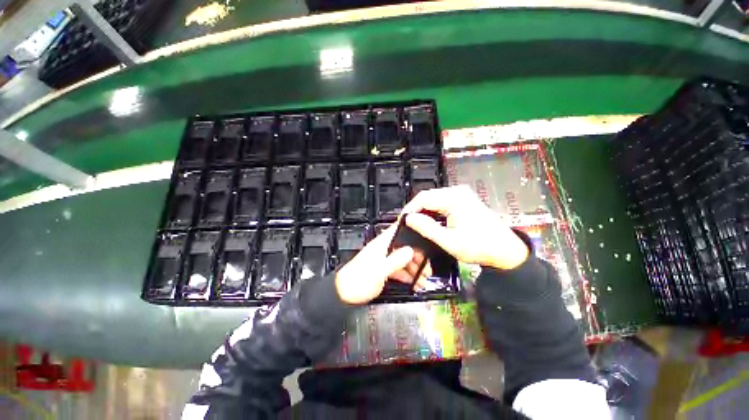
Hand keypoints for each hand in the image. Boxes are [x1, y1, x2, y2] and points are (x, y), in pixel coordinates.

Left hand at [335, 223, 432, 304]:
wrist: (343, 294)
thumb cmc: (357, 281)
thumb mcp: (378, 271)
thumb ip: (394, 261)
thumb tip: (410, 251)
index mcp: (381, 244)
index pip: (397, 230)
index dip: (411, 229)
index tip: (426, 235)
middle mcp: (384, 249)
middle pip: (404, 247)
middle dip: (417, 256)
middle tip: (427, 269)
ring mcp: (384, 259)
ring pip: (403, 259)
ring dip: (414, 268)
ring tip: (424, 279)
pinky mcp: (384, 270)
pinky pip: (399, 269)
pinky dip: (408, 275)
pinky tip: (414, 283)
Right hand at [402, 185, 528, 269]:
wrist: (506, 251)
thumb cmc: (479, 247)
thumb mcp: (449, 241)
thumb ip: (427, 228)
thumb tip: (409, 218)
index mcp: (454, 198)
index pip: (423, 198)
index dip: (410, 209)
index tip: (402, 222)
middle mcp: (457, 192)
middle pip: (427, 197)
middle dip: (416, 211)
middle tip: (408, 225)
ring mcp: (461, 195)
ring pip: (433, 200)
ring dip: (424, 212)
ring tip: (415, 225)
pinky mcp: (463, 201)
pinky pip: (441, 203)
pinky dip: (433, 213)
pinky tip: (429, 223)